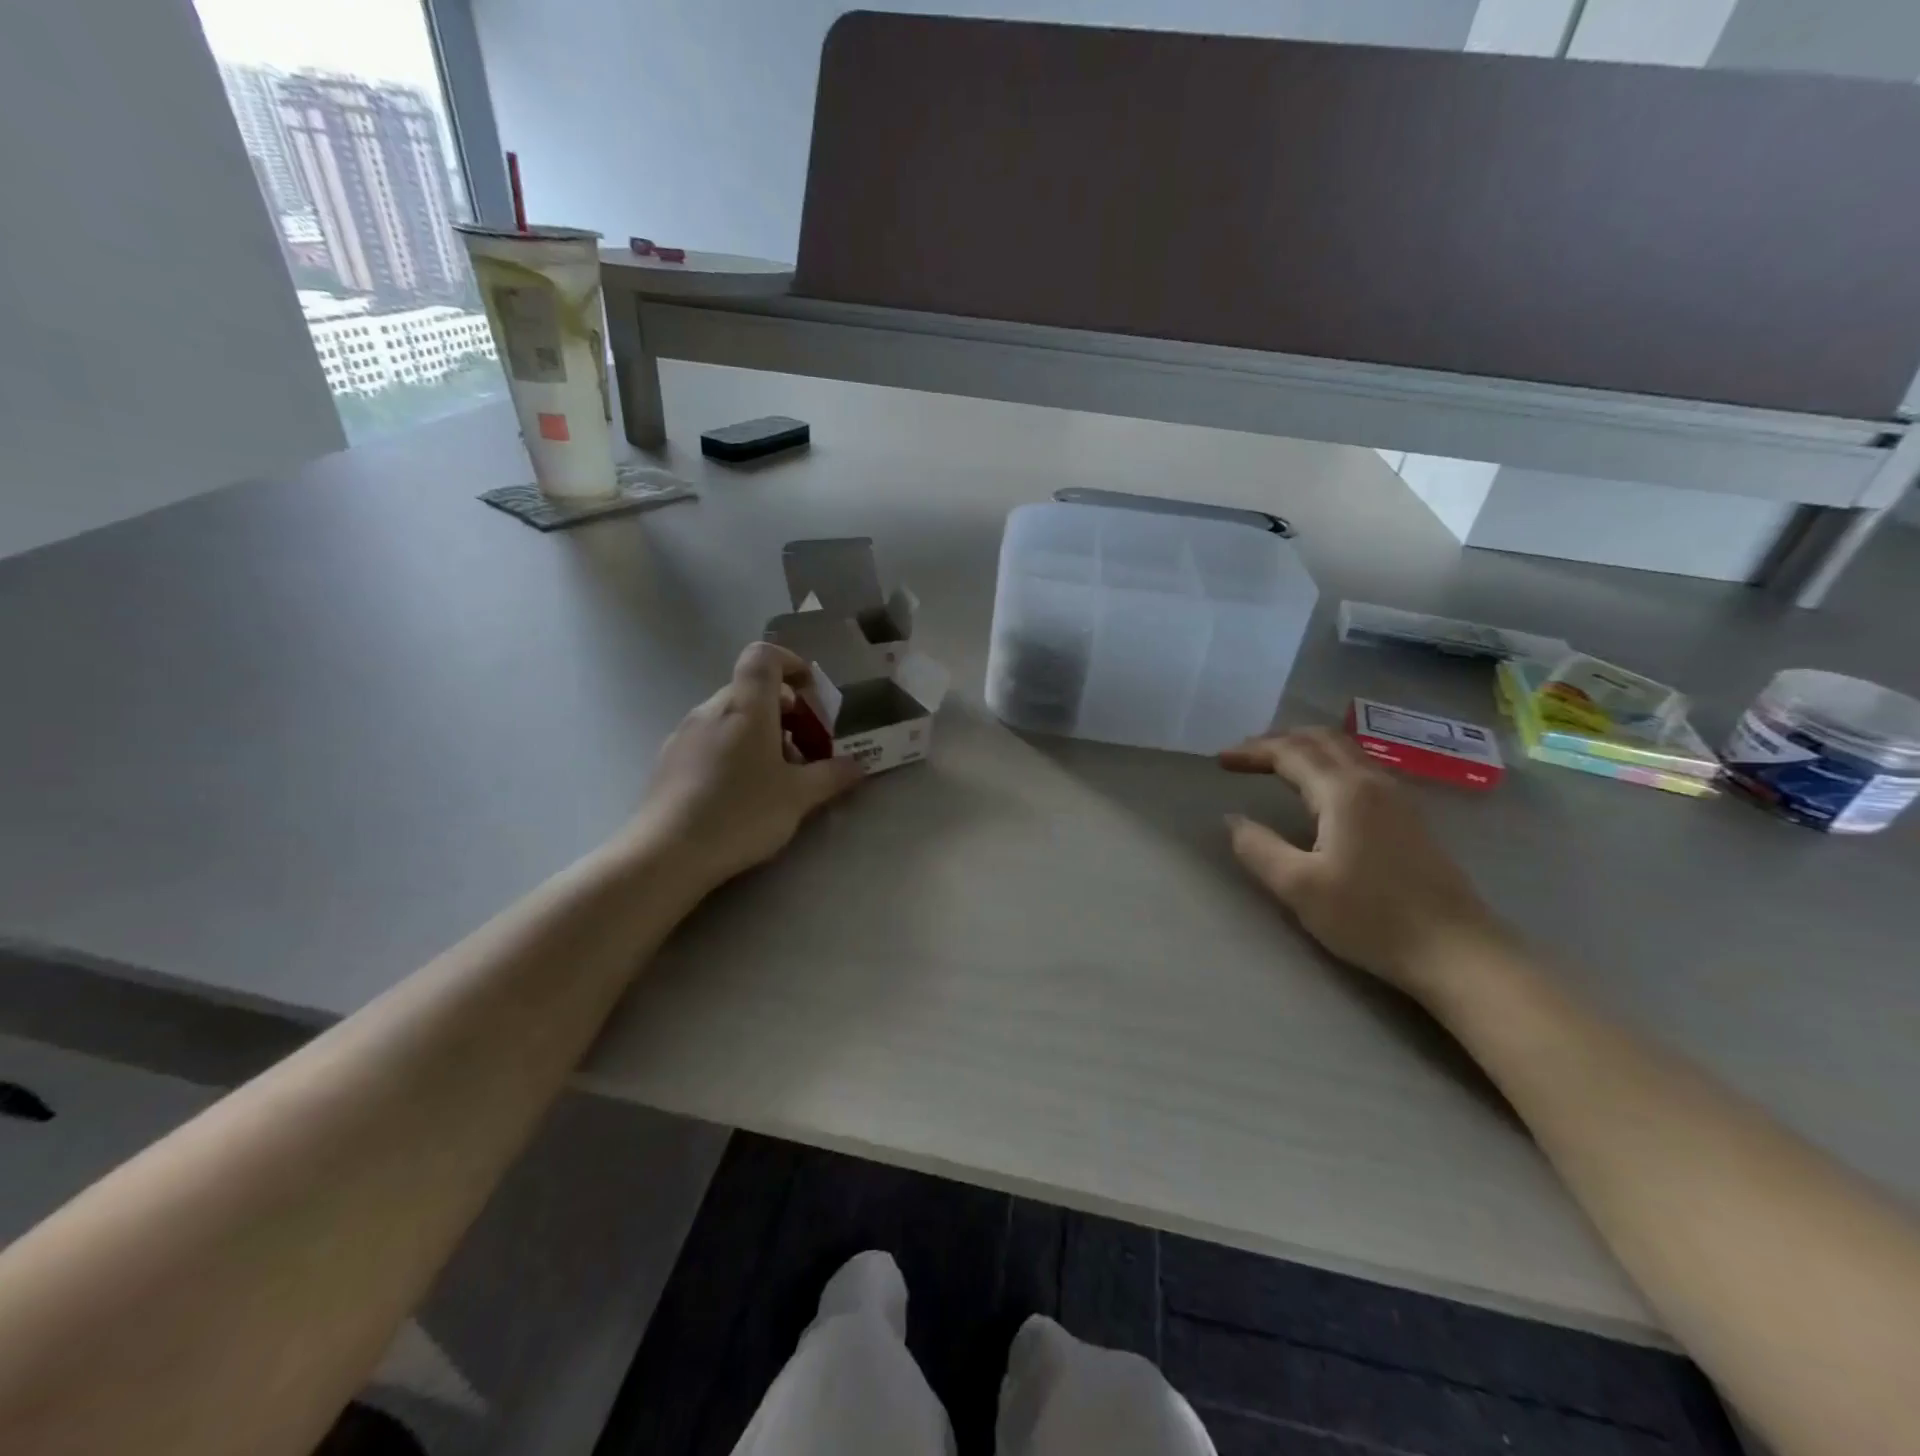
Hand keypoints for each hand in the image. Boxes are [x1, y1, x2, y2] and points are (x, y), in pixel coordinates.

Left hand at [633, 642, 864, 892]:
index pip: (764, 656)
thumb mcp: (799, 797)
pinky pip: (711, 739)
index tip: (811, 693)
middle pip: (753, 691)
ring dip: (762, 734)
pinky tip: (743, 792)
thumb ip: (832, 776)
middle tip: (808, 748)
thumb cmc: (741, 813)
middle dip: (786, 712)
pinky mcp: (670, 760)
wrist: (666, 853)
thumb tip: (857, 764)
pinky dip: (735, 751)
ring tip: (779, 776)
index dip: (791, 663)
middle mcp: (712, 709)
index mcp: (746, 707)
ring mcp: (686, 733)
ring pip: (732, 717)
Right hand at [1221, 728, 1506, 997]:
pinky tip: (1319, 787)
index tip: (1219, 760)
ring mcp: (1397, 798)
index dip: (1251, 752)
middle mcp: (1372, 782)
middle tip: (1244, 754)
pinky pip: (1360, 768)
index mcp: (1343, 792)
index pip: (1290, 753)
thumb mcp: (1299, 887)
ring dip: (1305, 748)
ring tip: (1275, 763)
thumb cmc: (1372, 918)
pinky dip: (1328, 763)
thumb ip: (1258, 848)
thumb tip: (1232, 820)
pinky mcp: (1409, 817)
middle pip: (1321, 739)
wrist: (1457, 952)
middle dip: (1278, 740)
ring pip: (1345, 751)